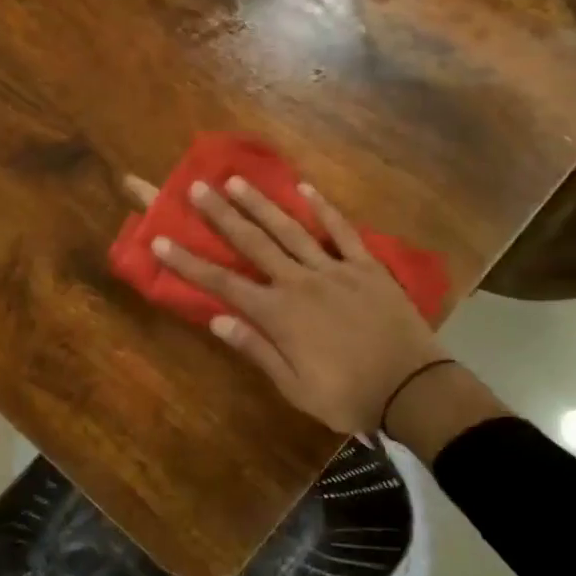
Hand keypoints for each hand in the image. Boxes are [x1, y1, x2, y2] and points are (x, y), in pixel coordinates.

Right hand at [126, 173, 449, 434]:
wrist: (414, 389)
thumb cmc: (348, 395)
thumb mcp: (295, 387)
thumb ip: (256, 349)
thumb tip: (216, 319)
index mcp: (279, 314)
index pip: (222, 282)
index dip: (188, 262)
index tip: (160, 240)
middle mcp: (300, 282)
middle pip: (253, 243)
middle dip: (221, 215)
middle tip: (197, 187)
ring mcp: (335, 270)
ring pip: (290, 229)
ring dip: (260, 203)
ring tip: (235, 179)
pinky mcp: (367, 267)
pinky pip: (342, 231)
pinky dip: (324, 208)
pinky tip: (305, 188)